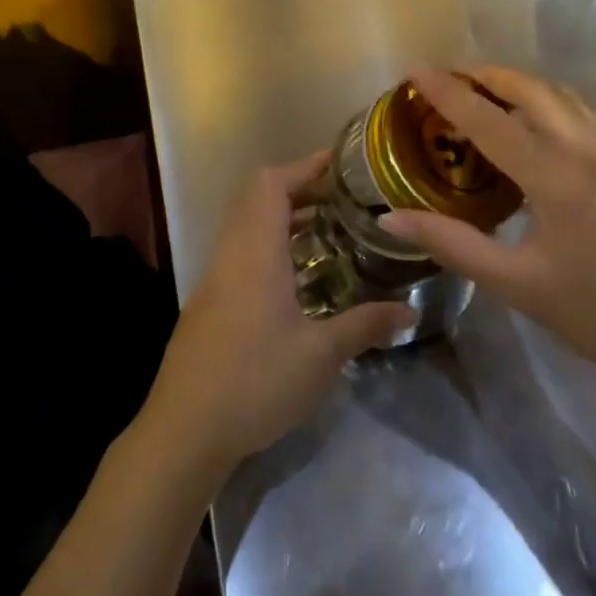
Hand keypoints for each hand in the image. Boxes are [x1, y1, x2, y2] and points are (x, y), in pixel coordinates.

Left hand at [145, 151, 417, 476]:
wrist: (185, 430)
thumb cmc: (255, 381)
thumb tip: (410, 311)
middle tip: (344, 202)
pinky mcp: (209, 303)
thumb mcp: (321, 355)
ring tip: (330, 234)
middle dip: (300, 191)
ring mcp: (215, 278)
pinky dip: (271, 248)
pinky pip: (242, 254)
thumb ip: (365, 325)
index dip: (306, 166)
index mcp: (254, 252)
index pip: (272, 184)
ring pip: (248, 227)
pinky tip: (300, 281)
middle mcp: (231, 254)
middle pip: (258, 199)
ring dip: (284, 221)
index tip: (343, 166)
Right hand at [381, 67, 595, 393]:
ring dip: (518, 81)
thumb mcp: (516, 285)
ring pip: (562, 92)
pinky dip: (546, 97)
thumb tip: (390, 217)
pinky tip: (530, 115)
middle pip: (532, 89)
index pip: (492, 122)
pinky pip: (581, 107)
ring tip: (480, 89)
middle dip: (486, 75)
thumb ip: (451, 243)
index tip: (415, 72)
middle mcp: (591, 150)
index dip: (449, 94)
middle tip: (445, 79)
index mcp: (560, 180)